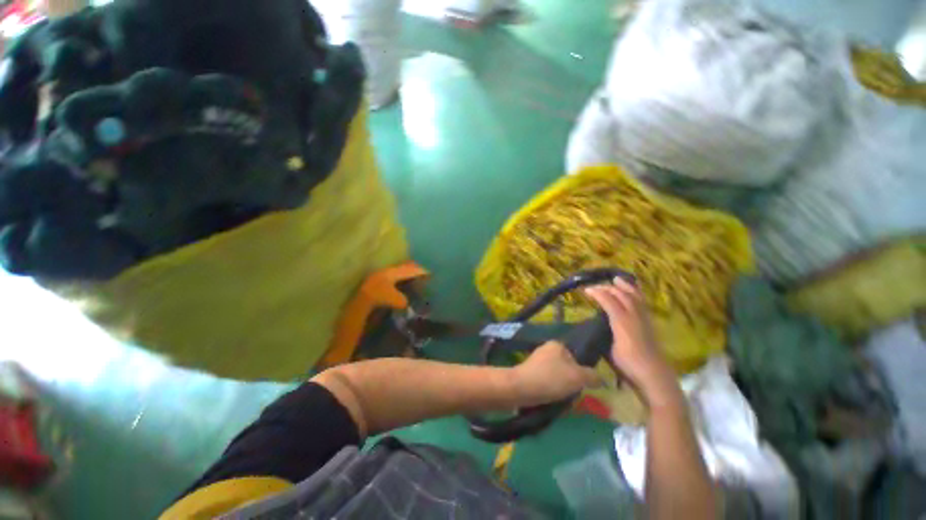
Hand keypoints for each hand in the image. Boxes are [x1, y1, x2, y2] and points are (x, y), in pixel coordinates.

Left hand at [512, 341, 599, 406]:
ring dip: (561, 388)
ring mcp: (536, 360)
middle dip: (570, 382)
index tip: (582, 386)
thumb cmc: (551, 378)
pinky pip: (546, 382)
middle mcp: (546, 349)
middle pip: (566, 368)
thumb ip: (592, 376)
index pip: (576, 357)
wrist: (522, 387)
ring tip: (562, 400)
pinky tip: (551, 399)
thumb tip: (600, 378)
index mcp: (557, 345)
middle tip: (573, 395)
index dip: (581, 372)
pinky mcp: (529, 372)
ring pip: (556, 376)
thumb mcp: (578, 377)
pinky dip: (550, 390)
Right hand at [585, 279, 681, 407]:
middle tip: (595, 286)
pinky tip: (633, 292)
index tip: (585, 290)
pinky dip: (637, 294)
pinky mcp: (650, 323)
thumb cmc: (628, 365)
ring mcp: (644, 318)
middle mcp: (634, 316)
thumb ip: (603, 332)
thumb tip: (595, 322)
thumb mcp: (609, 349)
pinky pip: (643, 302)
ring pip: (635, 296)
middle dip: (607, 287)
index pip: (608, 300)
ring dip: (624, 286)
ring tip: (617, 279)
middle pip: (621, 295)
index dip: (596, 292)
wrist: (654, 377)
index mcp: (622, 321)